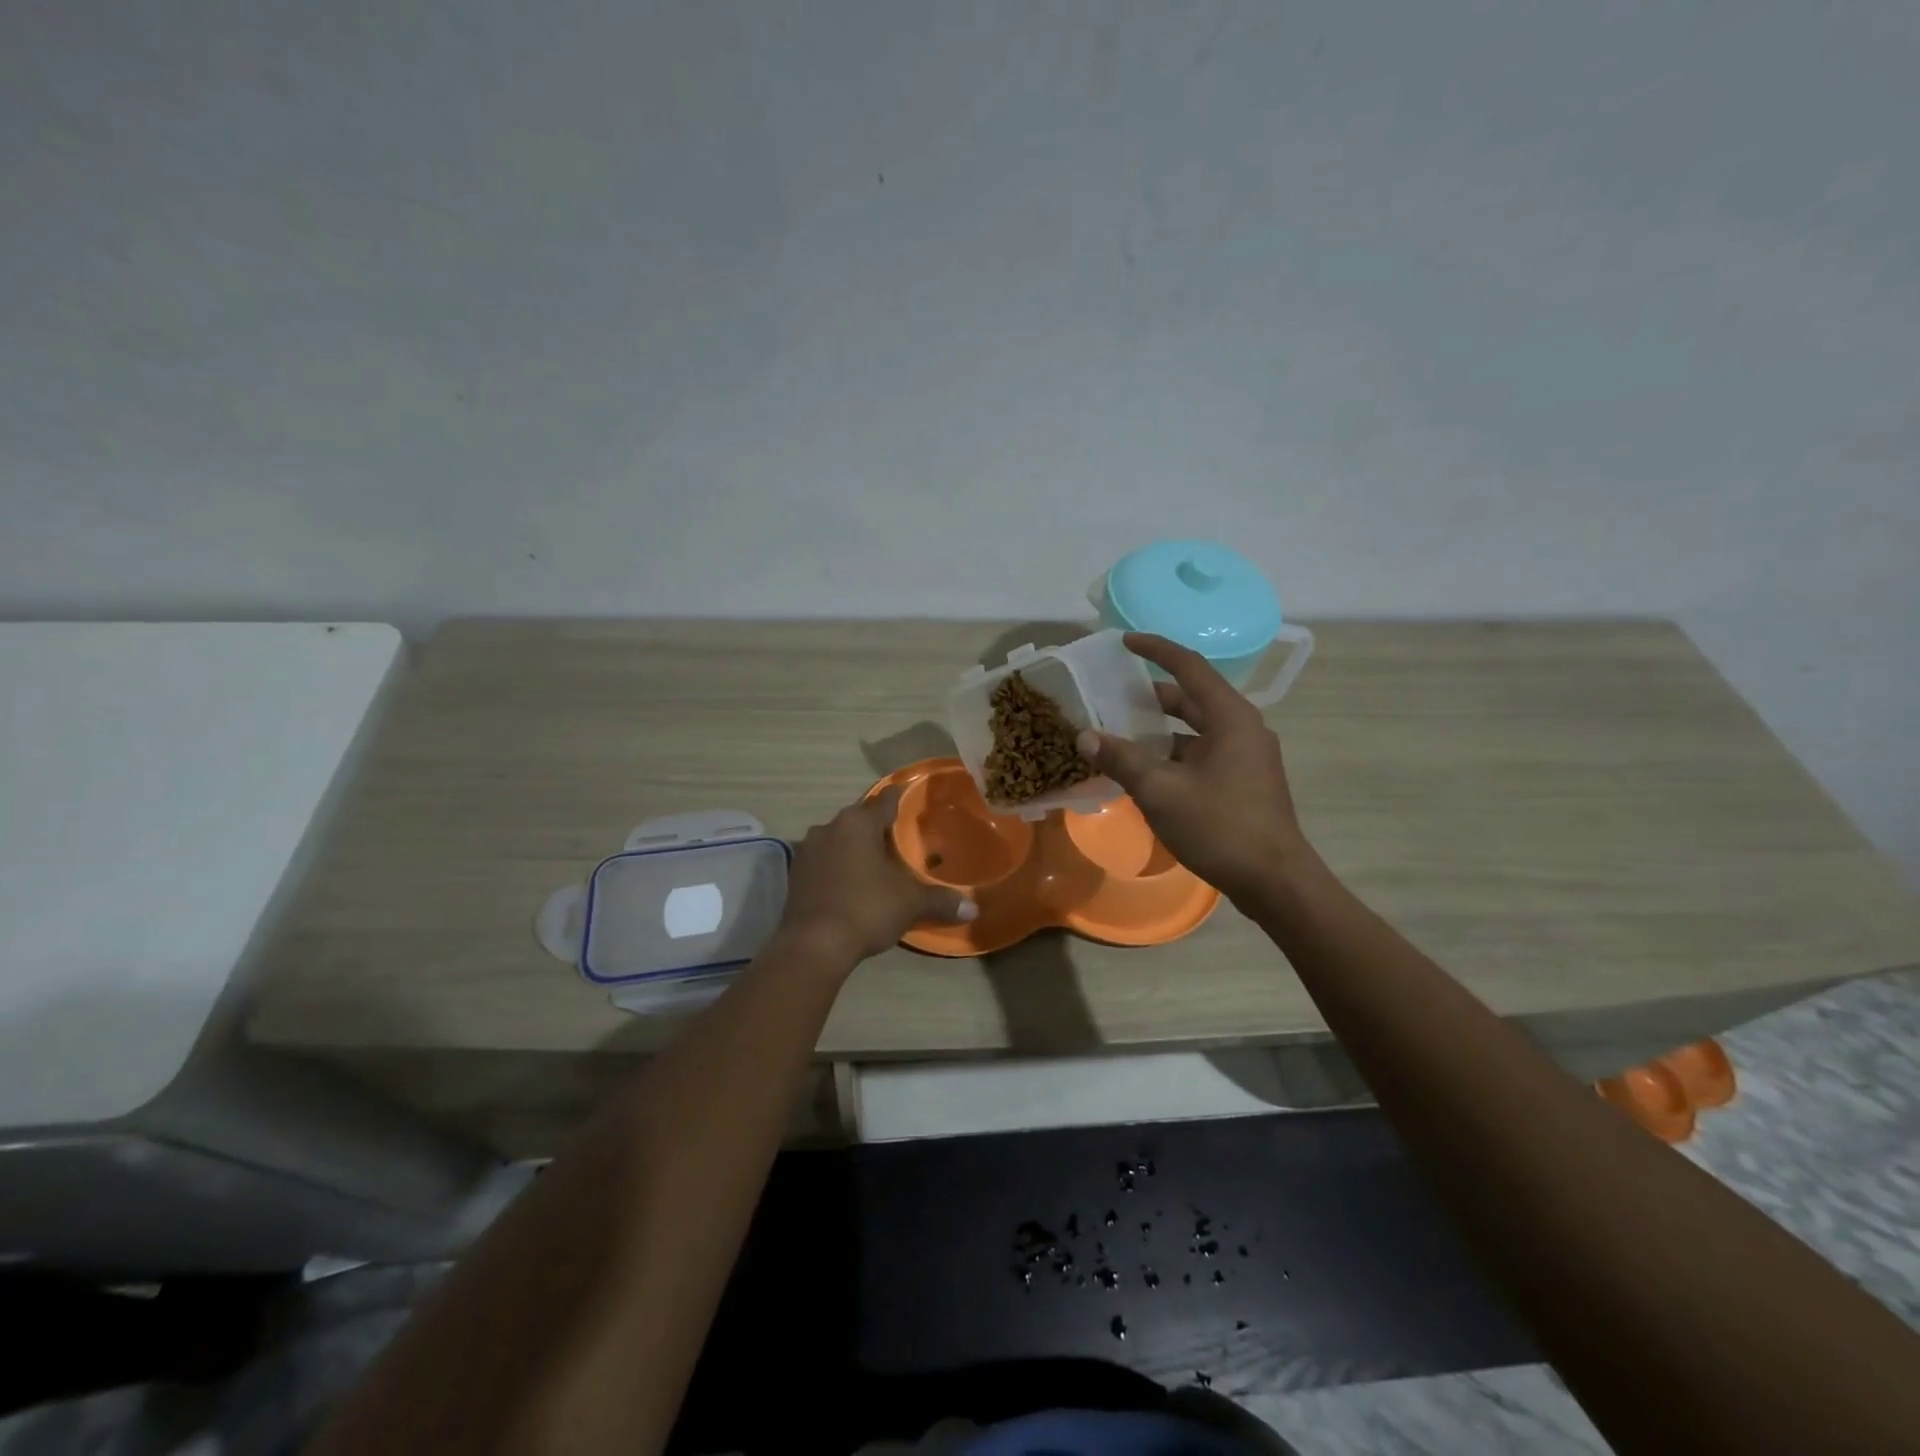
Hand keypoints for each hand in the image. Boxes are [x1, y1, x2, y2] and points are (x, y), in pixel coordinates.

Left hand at [776, 788, 976, 967]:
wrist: (813, 945)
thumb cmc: (866, 908)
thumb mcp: (910, 903)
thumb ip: (941, 901)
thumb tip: (974, 908)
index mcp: (858, 823)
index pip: (884, 801)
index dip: (899, 798)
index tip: (909, 796)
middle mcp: (829, 828)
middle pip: (859, 819)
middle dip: (878, 827)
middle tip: (899, 838)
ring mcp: (808, 851)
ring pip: (839, 840)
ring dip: (855, 847)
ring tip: (876, 862)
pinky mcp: (796, 875)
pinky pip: (824, 862)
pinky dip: (838, 867)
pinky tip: (851, 883)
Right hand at [1075, 633, 1310, 905]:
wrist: (1274, 880)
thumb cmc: (1219, 826)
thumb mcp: (1160, 791)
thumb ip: (1121, 759)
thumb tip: (1084, 736)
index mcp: (1230, 717)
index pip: (1189, 667)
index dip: (1156, 650)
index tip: (1125, 642)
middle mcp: (1243, 728)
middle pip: (1193, 697)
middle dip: (1153, 694)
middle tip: (1114, 694)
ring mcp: (1248, 756)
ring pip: (1198, 728)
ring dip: (1162, 728)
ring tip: (1123, 732)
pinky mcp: (1246, 780)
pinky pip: (1204, 752)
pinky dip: (1175, 753)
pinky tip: (1147, 770)